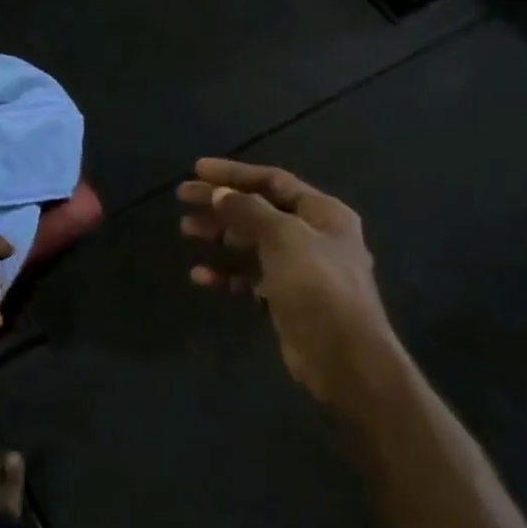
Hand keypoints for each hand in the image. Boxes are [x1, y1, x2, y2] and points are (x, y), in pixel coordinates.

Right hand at [177, 159, 406, 413]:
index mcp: (322, 213)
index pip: (273, 181)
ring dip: (219, 235)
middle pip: (258, 209)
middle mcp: (313, 235)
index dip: (234, 173)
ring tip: (186, 230)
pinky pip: (250, 276)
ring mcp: (300, 269)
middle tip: (183, 197)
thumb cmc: (318, 287)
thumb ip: (248, 211)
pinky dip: (226, 273)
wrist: (343, 358)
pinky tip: (199, 276)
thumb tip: (219, 193)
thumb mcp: (283, 238)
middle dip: (220, 202)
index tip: (196, 169)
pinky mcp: (286, 298)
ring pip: (252, 242)